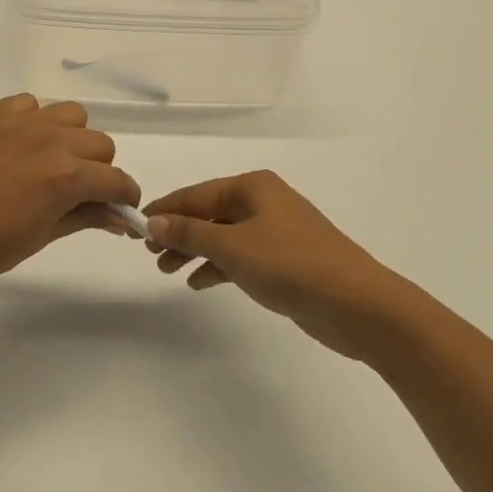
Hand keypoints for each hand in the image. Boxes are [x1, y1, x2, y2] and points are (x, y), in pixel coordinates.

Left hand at [0, 95, 140, 301]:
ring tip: (53, 163)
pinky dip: (36, 120)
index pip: (116, 179)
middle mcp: (50, 140)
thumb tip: (118, 217)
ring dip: (73, 139)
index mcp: (66, 176)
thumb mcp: (42, 236)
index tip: (119, 210)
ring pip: (72, 116)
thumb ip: (85, 217)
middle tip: (80, 193)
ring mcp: (20, 123)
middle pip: (100, 144)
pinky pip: (31, 104)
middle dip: (99, 170)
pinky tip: (22, 145)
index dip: (124, 197)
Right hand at [144, 170, 409, 359]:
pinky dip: (218, 266)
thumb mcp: (233, 246)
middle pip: (209, 212)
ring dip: (194, 250)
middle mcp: (264, 202)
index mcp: (253, 187)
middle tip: (150, 254)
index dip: (165, 209)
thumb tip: (153, 220)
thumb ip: (190, 232)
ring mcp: (276, 231)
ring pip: (223, 236)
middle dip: (179, 231)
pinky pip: (240, 256)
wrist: (356, 304)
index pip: (197, 193)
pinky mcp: (284, 260)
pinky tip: (198, 283)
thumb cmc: (291, 264)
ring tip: (167, 270)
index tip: (136, 227)